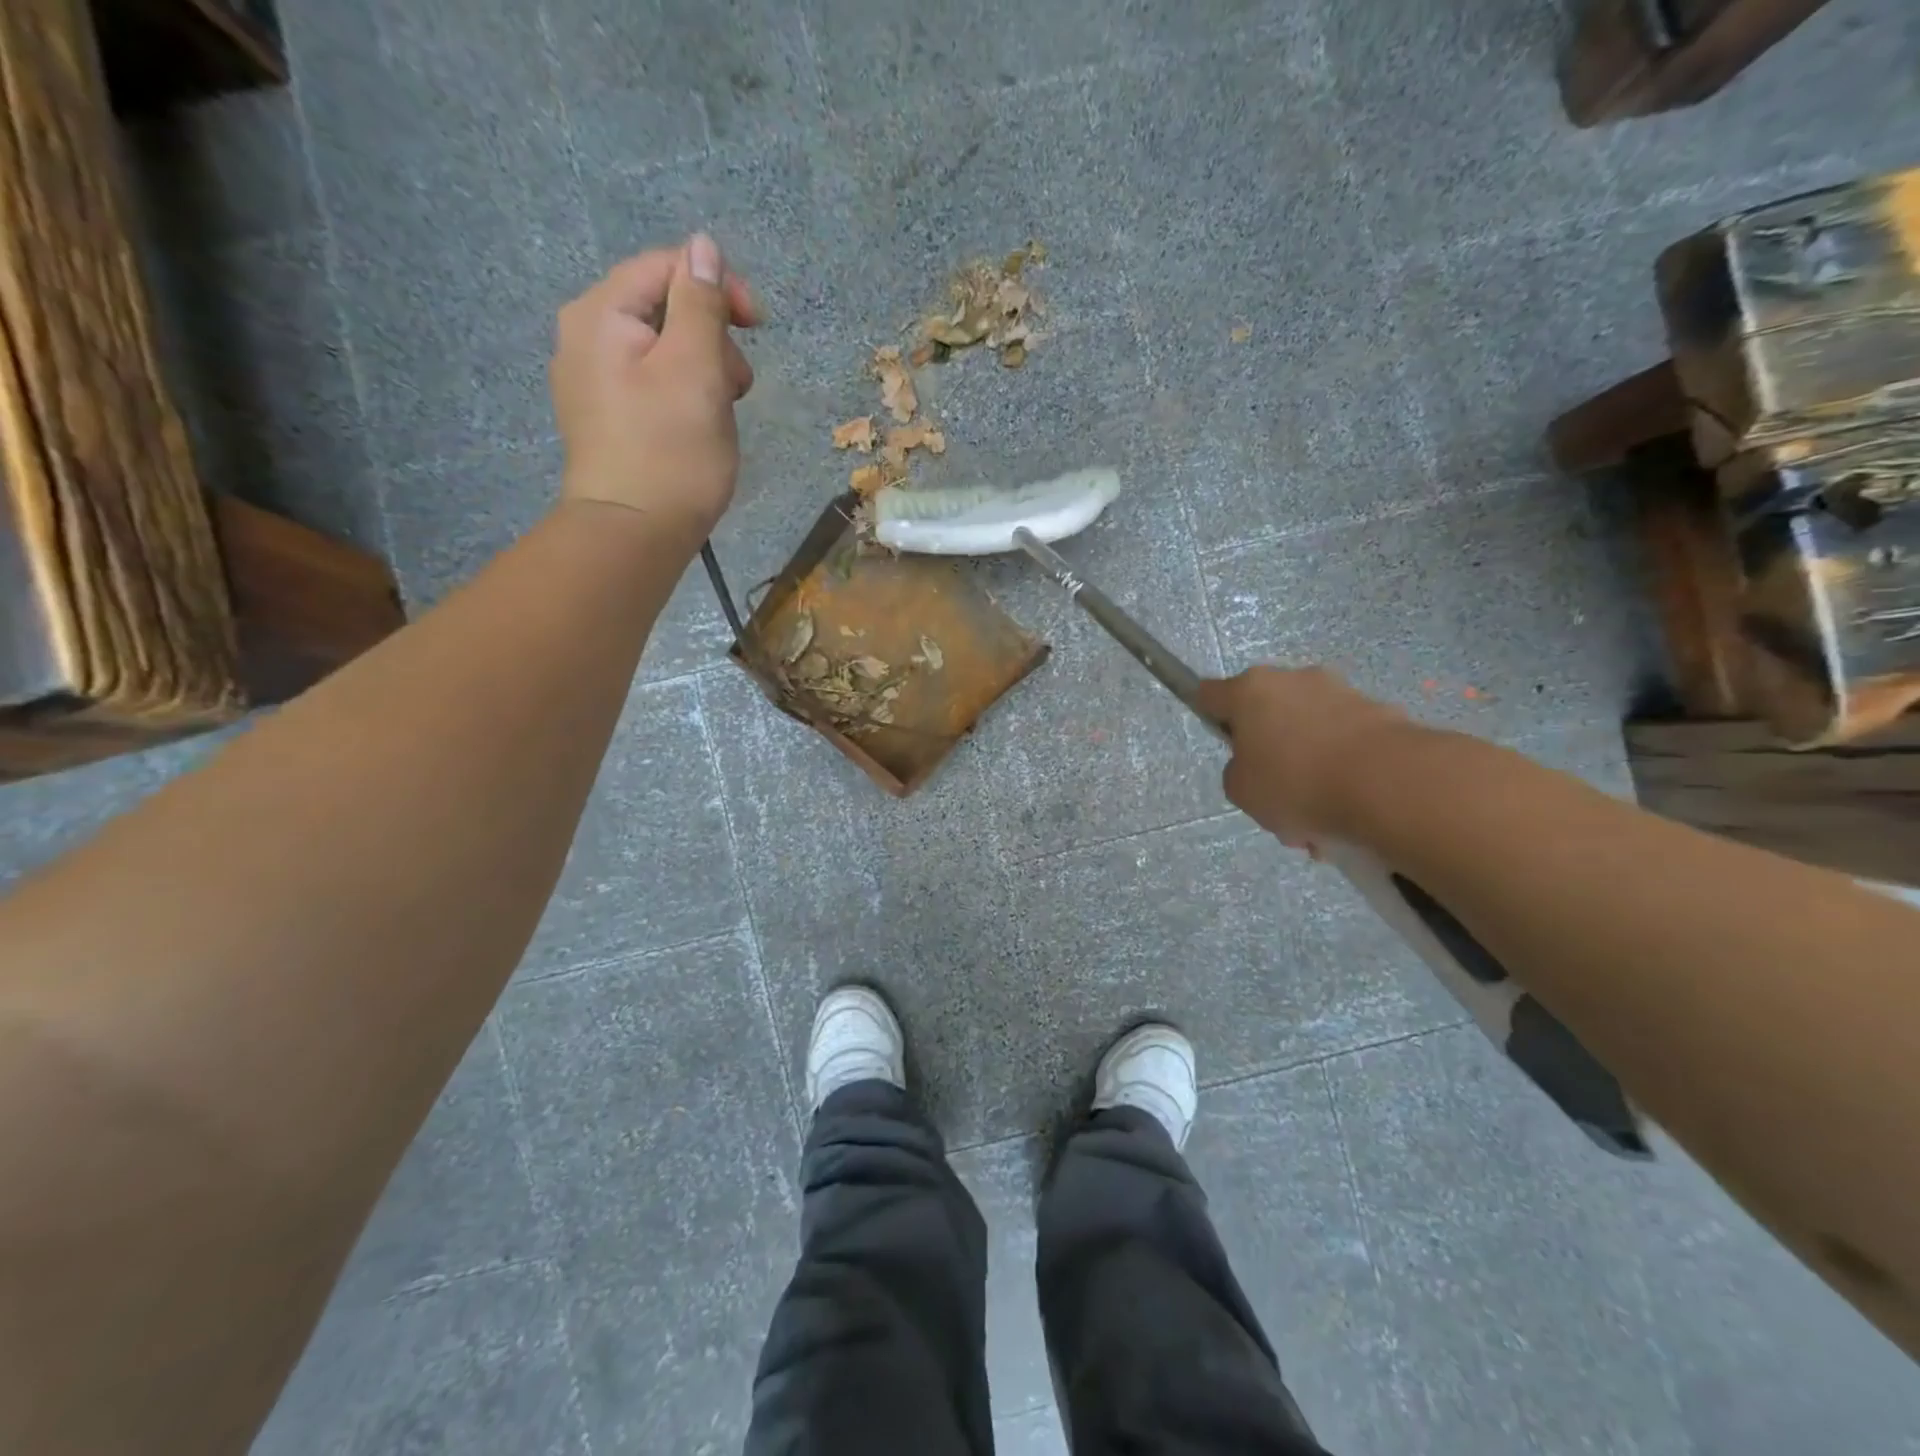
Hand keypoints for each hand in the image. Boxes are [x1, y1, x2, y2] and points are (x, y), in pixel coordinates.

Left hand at [551, 233, 762, 537]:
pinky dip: (683, 395)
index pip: (666, 267)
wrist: (634, 535)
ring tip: (722, 414)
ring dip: (703, 370)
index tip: (759, 326)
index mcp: (601, 313)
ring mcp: (590, 380)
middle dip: (711, 337)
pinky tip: (697, 428)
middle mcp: (584, 336)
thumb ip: (700, 303)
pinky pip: (651, 384)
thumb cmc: (671, 451)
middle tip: (739, 387)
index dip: (717, 287)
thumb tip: (703, 247)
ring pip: (661, 349)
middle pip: (663, 307)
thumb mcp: (696, 369)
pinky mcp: (604, 417)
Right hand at [1195, 666, 1419, 847]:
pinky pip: (1347, 745)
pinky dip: (1343, 772)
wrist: (1390, 786)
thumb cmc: (1297, 783)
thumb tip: (1258, 766)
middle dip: (1270, 751)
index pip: (1211, 694)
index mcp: (1251, 691)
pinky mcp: (1382, 714)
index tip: (1223, 743)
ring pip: (1310, 733)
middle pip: (1267, 714)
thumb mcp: (1241, 792)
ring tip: (1318, 822)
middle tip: (1275, 795)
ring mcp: (1341, 693)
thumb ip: (1238, 773)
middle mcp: (1294, 680)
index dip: (1208, 715)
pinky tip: (1347, 814)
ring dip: (1310, 767)